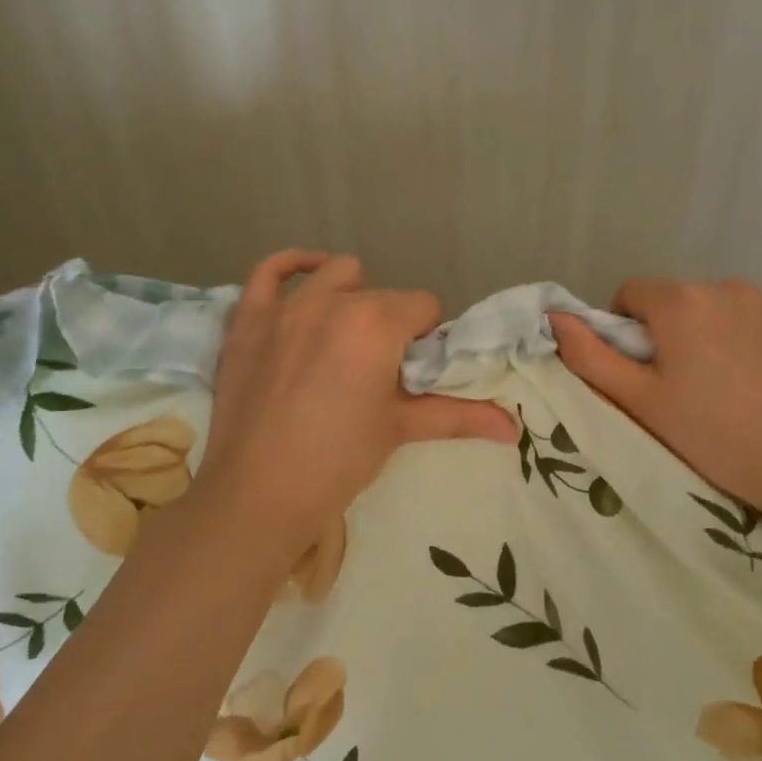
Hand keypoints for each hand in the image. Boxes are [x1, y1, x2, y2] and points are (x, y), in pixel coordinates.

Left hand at [194, 251, 517, 560]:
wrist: (258, 493)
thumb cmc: (338, 461)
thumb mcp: (399, 430)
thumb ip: (458, 416)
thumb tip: (514, 429)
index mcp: (376, 323)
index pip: (423, 306)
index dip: (427, 337)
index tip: (416, 370)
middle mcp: (332, 301)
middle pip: (382, 295)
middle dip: (392, 324)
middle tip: (382, 368)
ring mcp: (284, 306)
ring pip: (335, 275)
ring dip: (351, 296)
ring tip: (347, 335)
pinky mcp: (247, 319)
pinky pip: (269, 270)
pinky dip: (292, 266)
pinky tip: (308, 277)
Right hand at [549, 279, 761, 534]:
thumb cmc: (713, 433)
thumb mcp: (640, 400)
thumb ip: (590, 356)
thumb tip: (555, 318)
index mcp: (682, 301)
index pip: (630, 294)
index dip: (621, 331)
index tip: (636, 373)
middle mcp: (725, 287)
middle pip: (672, 303)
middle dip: (663, 336)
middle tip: (673, 389)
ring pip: (711, 313)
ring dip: (701, 339)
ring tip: (716, 391)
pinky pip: (747, 325)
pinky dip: (737, 346)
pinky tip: (750, 389)